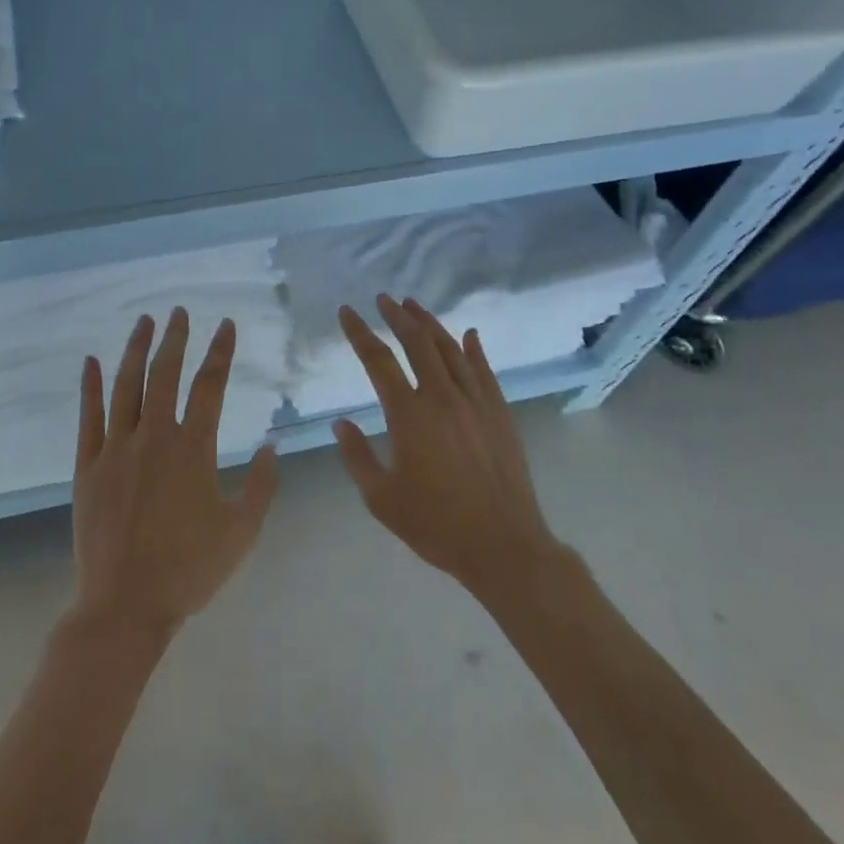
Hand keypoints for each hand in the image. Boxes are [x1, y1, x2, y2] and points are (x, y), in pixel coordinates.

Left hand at [71, 308, 279, 641]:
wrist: (125, 605)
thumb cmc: (189, 570)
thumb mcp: (242, 531)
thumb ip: (262, 485)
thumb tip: (272, 445)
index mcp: (193, 449)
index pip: (210, 386)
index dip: (220, 352)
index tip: (226, 325)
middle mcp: (154, 437)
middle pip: (165, 374)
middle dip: (175, 339)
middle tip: (180, 311)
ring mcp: (116, 449)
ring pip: (126, 386)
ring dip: (136, 350)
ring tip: (144, 322)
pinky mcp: (88, 466)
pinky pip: (88, 417)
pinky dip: (89, 386)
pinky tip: (90, 361)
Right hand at [334, 295, 559, 595]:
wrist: (502, 545)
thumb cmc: (435, 524)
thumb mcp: (381, 498)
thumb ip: (357, 457)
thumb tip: (341, 423)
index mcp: (409, 415)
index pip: (378, 360)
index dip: (359, 333)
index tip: (347, 312)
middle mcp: (442, 397)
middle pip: (417, 343)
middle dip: (397, 316)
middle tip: (383, 299)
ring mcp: (475, 402)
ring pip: (450, 349)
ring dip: (430, 324)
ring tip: (414, 306)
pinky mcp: (499, 413)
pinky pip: (484, 370)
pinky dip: (473, 349)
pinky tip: (468, 335)